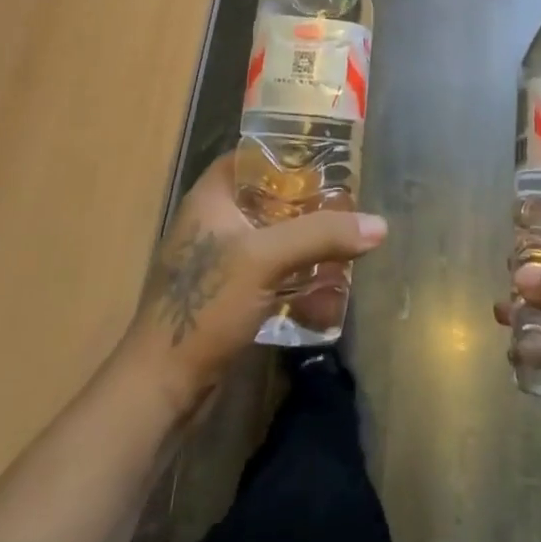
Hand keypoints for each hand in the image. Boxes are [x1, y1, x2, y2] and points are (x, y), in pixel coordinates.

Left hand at [120, 153, 387, 418]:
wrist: (161, 386)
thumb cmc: (206, 304)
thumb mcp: (265, 259)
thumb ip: (320, 236)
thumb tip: (379, 225)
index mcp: (210, 199)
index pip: (251, 158)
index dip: (287, 155)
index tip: (328, 162)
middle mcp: (212, 223)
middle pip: (267, 200)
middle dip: (307, 206)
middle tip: (347, 208)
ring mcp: (218, 263)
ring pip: (271, 240)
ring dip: (305, 246)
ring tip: (345, 248)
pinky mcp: (226, 299)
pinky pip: (269, 276)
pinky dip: (295, 279)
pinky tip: (326, 293)